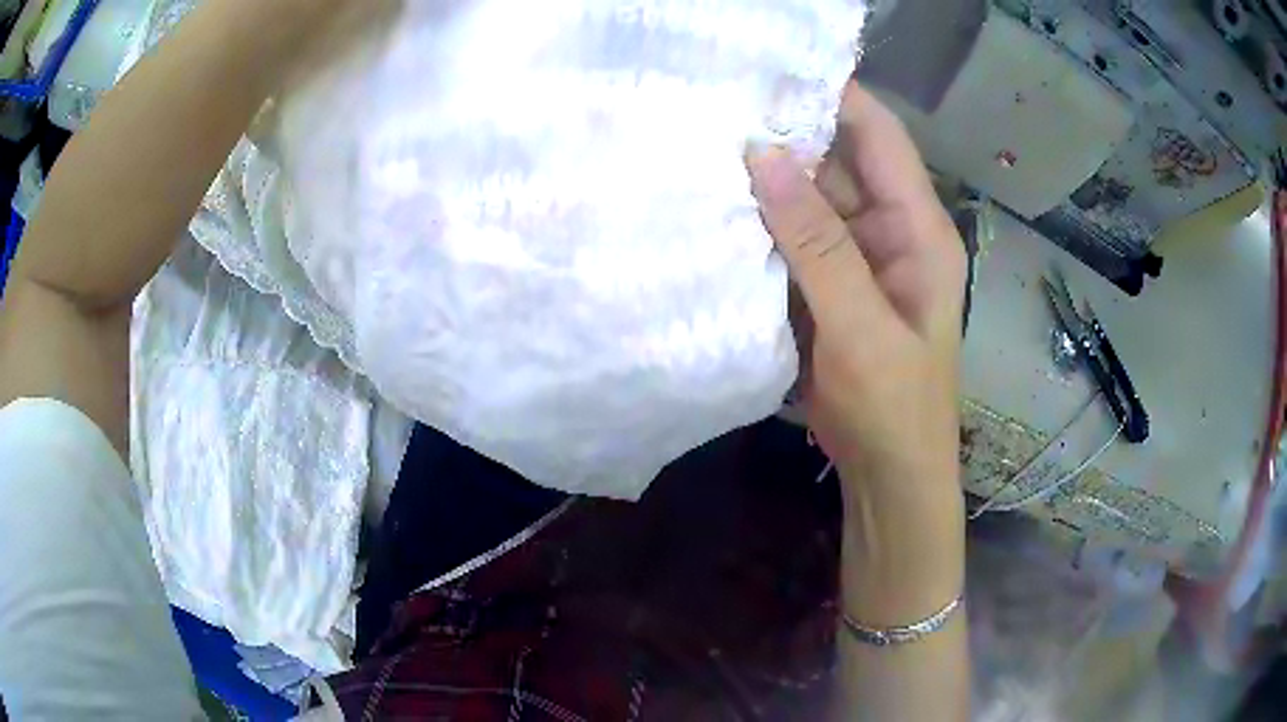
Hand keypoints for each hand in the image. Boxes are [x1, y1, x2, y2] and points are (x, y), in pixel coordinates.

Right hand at [749, 82, 966, 495]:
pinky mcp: (826, 287)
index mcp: (918, 229)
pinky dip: (758, 227)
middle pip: (836, 162)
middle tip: (712, 109)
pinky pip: (791, 241)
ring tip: (699, 150)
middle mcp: (888, 231)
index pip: (879, 136)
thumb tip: (761, 155)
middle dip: (783, 137)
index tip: (768, 69)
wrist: (888, 476)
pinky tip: (714, 211)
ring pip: (807, 201)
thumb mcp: (861, 327)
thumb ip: (817, 243)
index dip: (833, 95)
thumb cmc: (894, 408)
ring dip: (764, 184)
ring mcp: (854, 259)